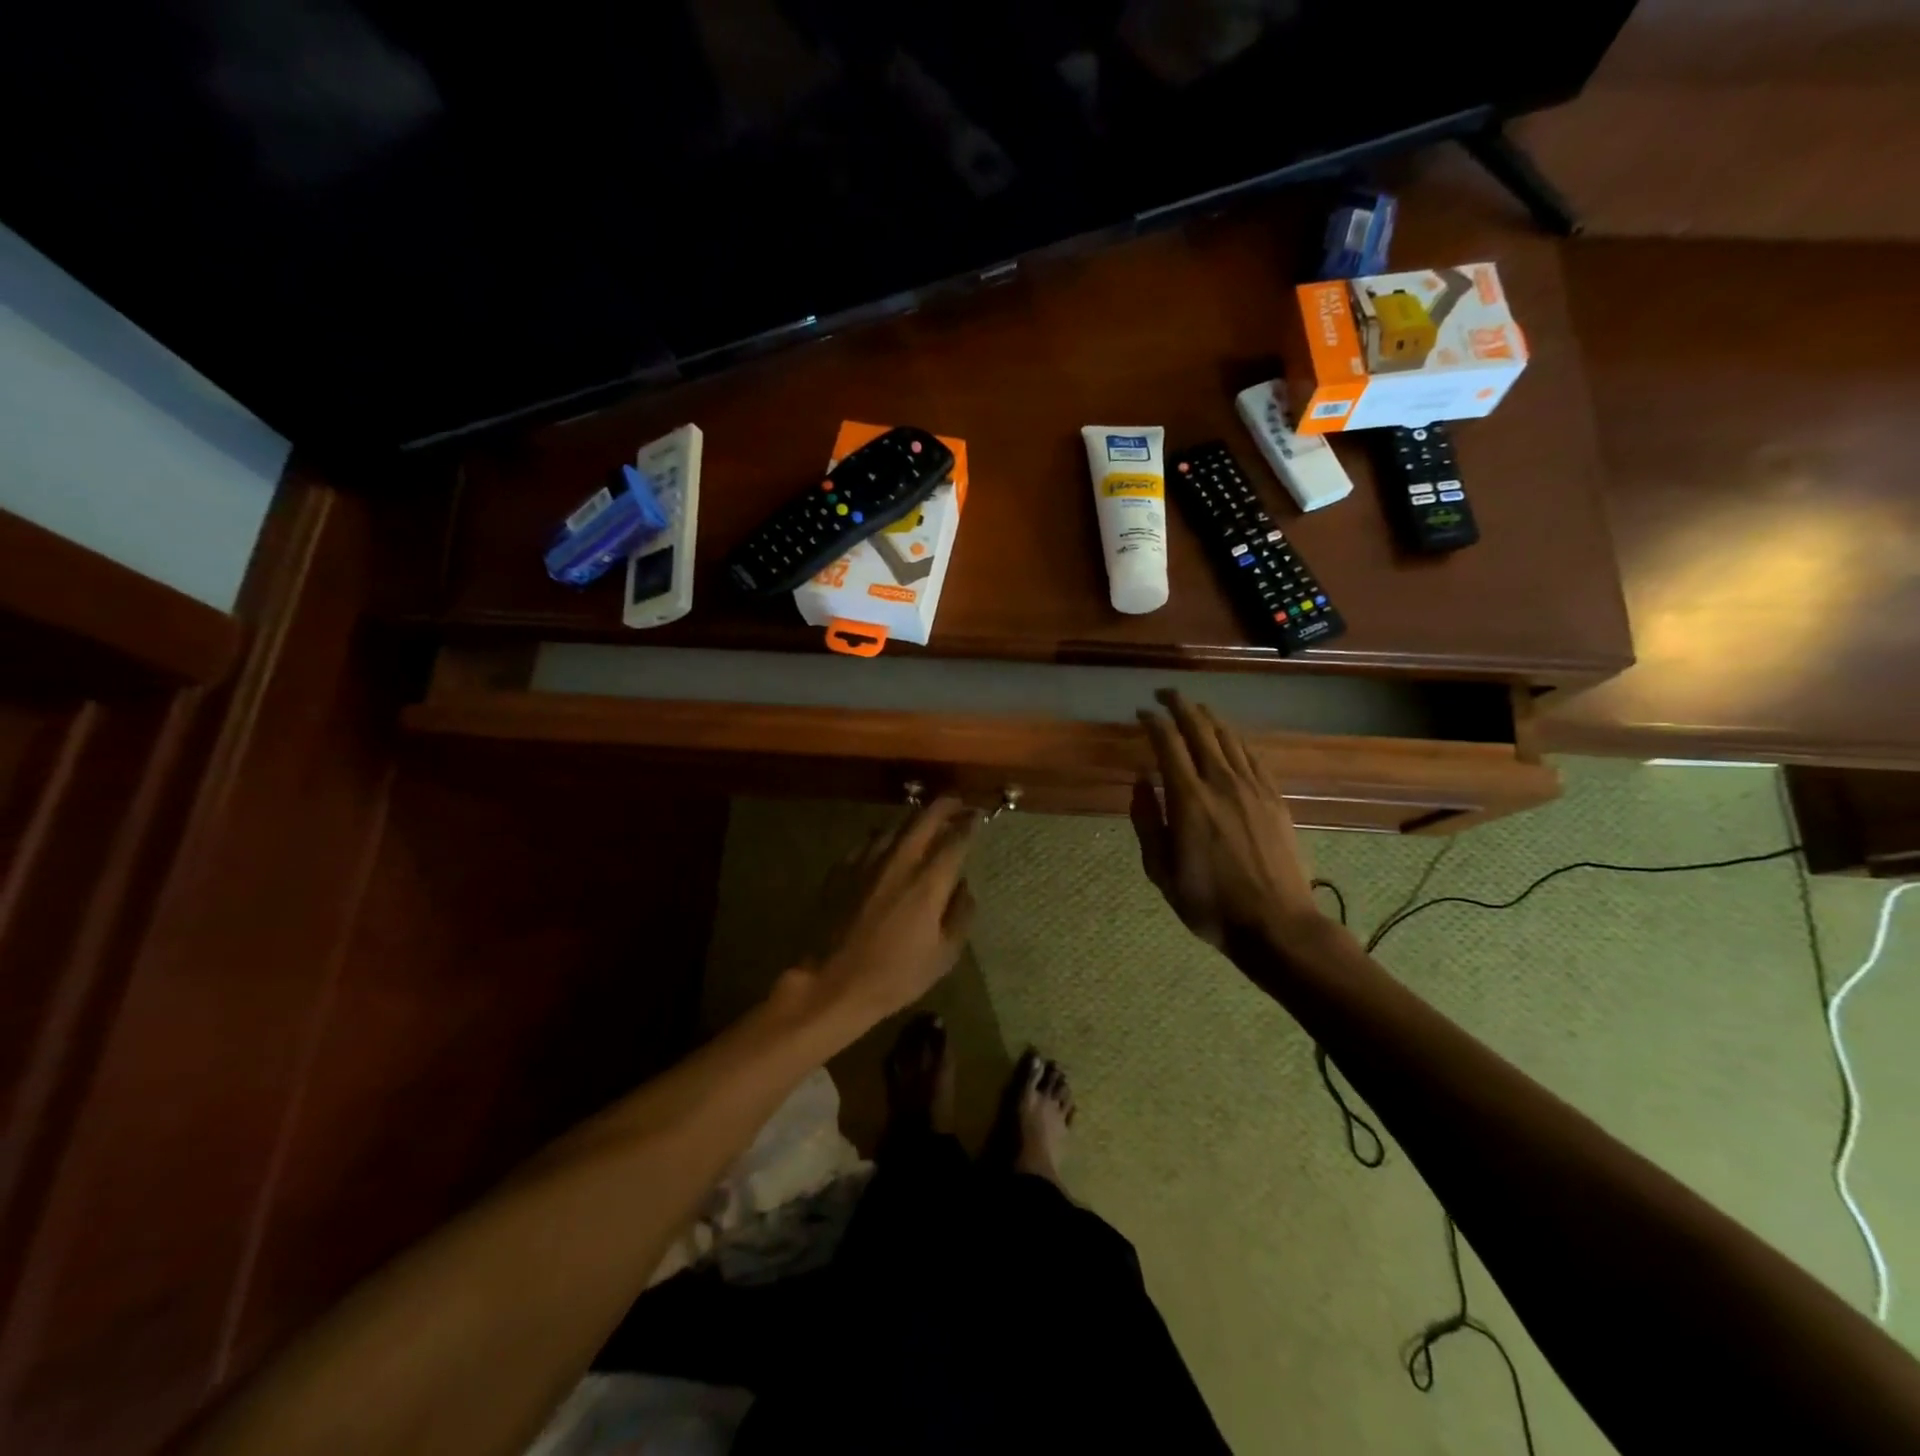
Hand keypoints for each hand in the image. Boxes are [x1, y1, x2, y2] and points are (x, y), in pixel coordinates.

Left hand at [787, 798, 979, 1034]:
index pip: (956, 839)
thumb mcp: (944, 955)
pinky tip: (888, 847)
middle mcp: (899, 861)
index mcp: (928, 881)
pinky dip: (886, 838)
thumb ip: (961, 914)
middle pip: (924, 818)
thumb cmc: (895, 975)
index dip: (970, 823)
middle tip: (957, 804)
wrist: (833, 982)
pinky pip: (870, 842)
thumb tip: (964, 886)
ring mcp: (867, 861)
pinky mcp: (843, 868)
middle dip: (945, 805)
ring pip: (895, 825)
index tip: (978, 816)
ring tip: (925, 822)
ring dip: (915, 819)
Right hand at [1130, 690, 1323, 952]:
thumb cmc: (1209, 902)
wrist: (1276, 924)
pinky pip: (1252, 756)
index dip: (1153, 721)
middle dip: (1180, 705)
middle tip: (1165, 694)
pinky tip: (1228, 738)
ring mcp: (1253, 788)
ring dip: (1208, 717)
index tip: (1141, 712)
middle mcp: (1221, 782)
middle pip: (1200, 729)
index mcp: (1189, 799)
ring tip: (1194, 709)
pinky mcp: (1275, 798)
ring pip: (1228, 737)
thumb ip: (1147, 821)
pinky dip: (1235, 740)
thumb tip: (1140, 781)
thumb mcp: (1161, 870)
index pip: (1167, 743)